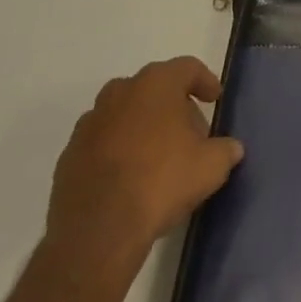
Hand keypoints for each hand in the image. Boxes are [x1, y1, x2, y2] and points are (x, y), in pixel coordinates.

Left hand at [41, 58, 244, 290]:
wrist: (97, 233)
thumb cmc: (160, 183)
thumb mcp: (210, 167)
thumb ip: (225, 150)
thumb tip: (231, 148)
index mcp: (156, 84)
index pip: (187, 68)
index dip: (205, 81)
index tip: (214, 99)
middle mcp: (120, 92)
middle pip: (154, 88)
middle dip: (172, 106)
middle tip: (188, 134)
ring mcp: (90, 123)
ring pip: (124, 113)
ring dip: (141, 127)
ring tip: (156, 157)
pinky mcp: (69, 155)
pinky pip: (101, 142)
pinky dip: (116, 151)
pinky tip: (128, 178)